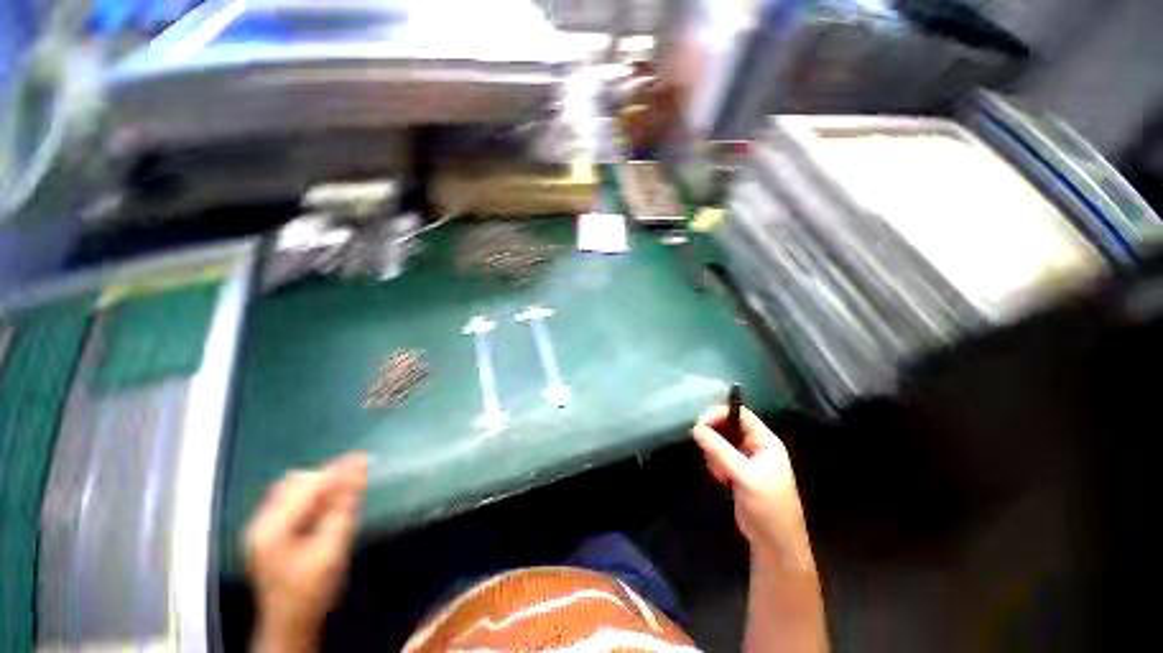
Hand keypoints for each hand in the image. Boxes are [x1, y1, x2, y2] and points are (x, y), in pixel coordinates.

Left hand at [245, 453, 367, 651]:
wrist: (289, 626)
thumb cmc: (311, 593)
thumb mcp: (332, 550)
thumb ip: (343, 508)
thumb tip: (358, 473)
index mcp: (272, 529)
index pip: (308, 486)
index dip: (337, 471)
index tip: (363, 458)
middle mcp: (261, 523)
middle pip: (297, 483)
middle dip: (327, 479)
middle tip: (354, 483)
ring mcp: (262, 528)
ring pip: (294, 489)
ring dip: (321, 487)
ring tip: (343, 497)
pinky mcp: (269, 532)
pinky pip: (292, 501)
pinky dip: (314, 498)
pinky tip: (327, 509)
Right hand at [692, 406, 814, 571]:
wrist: (775, 545)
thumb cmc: (768, 509)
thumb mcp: (745, 477)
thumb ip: (721, 451)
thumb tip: (696, 428)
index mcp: (765, 441)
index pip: (739, 414)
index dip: (718, 415)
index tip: (698, 426)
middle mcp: (756, 445)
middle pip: (727, 426)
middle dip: (714, 437)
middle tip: (709, 455)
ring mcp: (746, 458)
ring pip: (720, 441)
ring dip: (714, 454)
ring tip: (720, 474)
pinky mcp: (737, 470)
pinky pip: (719, 456)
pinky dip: (715, 464)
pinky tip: (720, 479)